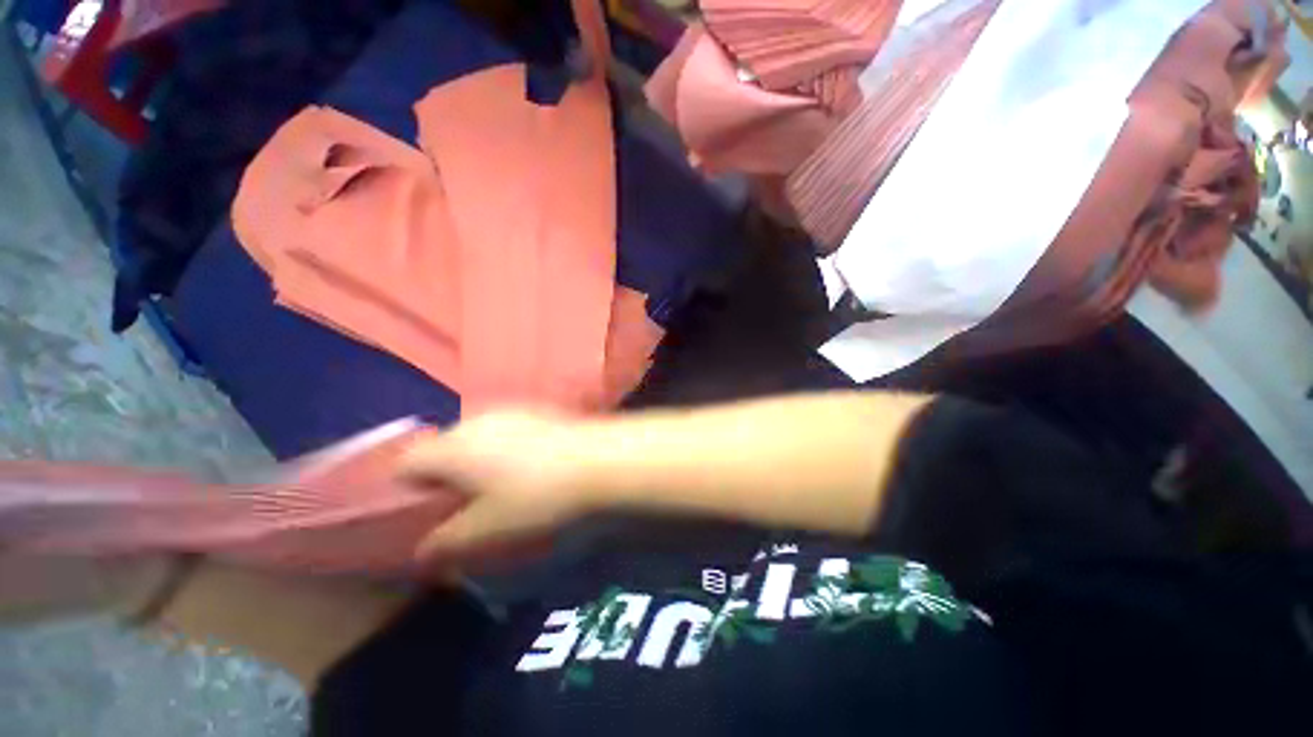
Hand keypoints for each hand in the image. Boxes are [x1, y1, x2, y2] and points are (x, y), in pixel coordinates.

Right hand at [398, 410, 600, 561]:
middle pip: (443, 448)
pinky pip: (507, 430)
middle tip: (464, 505)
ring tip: (500, 488)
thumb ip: (445, 542)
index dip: (405, 492)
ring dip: (477, 462)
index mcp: (454, 445)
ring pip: (477, 438)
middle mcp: (478, 419)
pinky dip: (506, 450)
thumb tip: (422, 550)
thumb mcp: (487, 530)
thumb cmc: (538, 496)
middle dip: (445, 477)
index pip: (405, 463)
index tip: (424, 515)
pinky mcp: (540, 410)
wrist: (601, 460)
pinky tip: (531, 468)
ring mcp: (513, 410)